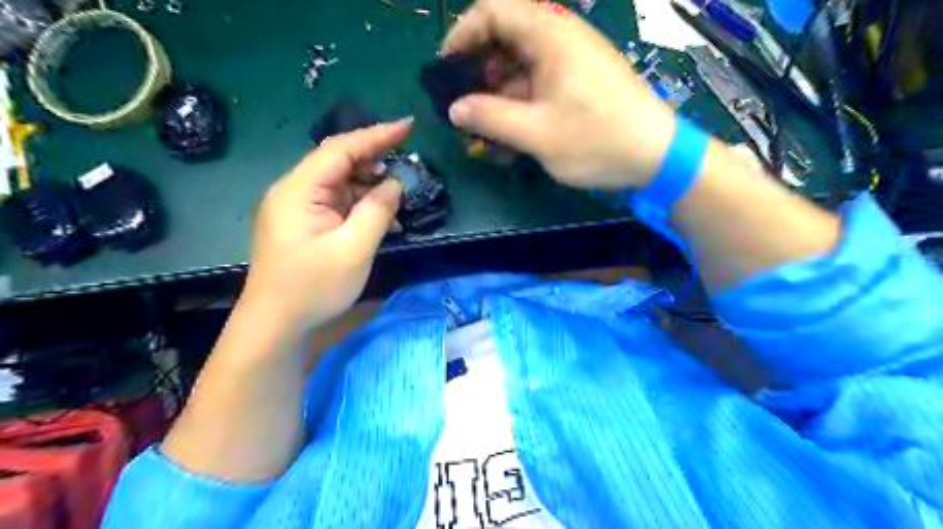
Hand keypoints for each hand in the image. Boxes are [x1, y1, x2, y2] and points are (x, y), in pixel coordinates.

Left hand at [241, 120, 411, 330]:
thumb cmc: (313, 287)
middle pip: (337, 162)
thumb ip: (377, 211)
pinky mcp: (302, 224)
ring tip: (395, 193)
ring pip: (338, 183)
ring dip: (368, 184)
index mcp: (299, 189)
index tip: (408, 126)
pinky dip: (358, 203)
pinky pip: (335, 203)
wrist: (275, 325)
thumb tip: (393, 184)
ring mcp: (296, 208)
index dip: (376, 135)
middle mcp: (293, 191)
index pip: (340, 148)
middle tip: (407, 164)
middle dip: (373, 160)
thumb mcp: (354, 249)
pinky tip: (377, 213)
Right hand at [442, 0, 677, 188]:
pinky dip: (519, 105)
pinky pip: (538, 84)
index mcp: (550, 36)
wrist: (656, 155)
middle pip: (505, 38)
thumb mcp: (537, 133)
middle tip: (463, 105)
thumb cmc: (597, 140)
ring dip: (497, 94)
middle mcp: (560, 39)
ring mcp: (571, 61)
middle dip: (477, 71)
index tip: (445, 69)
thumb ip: (490, 118)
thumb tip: (454, 110)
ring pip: (520, 66)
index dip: (462, 35)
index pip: (494, 11)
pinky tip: (511, 135)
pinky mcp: (578, 82)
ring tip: (484, 129)